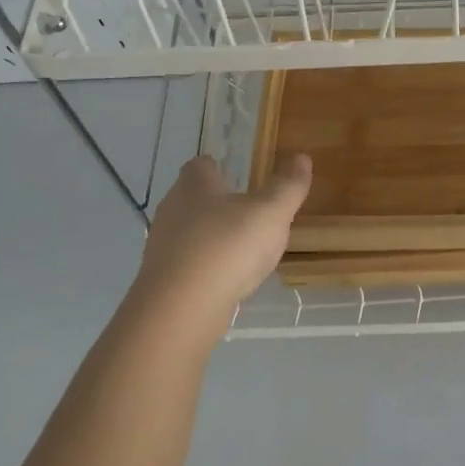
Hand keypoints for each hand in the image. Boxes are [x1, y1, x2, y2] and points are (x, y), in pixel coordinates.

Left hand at [127, 153, 311, 341]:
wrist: (183, 307)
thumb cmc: (228, 247)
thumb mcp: (271, 213)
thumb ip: (287, 186)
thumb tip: (301, 157)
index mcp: (195, 186)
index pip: (200, 165)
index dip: (217, 166)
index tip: (234, 172)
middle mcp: (172, 209)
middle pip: (192, 198)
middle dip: (215, 202)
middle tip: (245, 210)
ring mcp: (163, 246)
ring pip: (188, 232)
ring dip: (210, 235)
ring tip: (240, 246)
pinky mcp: (163, 278)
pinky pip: (188, 263)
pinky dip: (206, 264)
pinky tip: (226, 277)